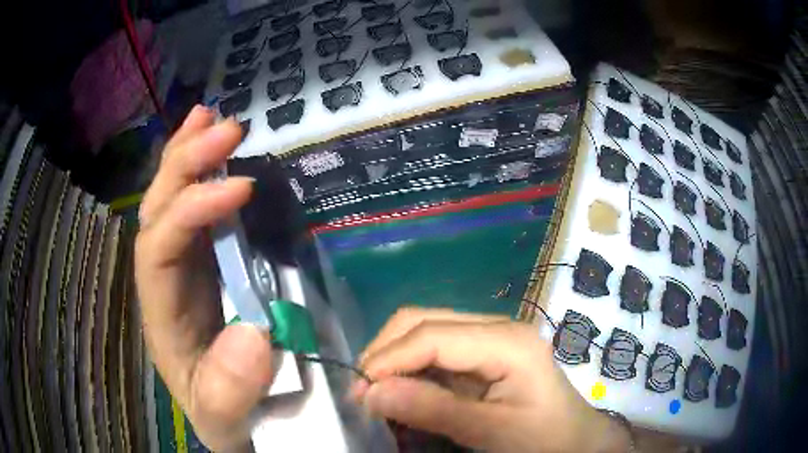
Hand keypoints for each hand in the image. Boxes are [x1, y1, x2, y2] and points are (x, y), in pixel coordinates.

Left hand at [135, 106, 272, 450]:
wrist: (231, 419)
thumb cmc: (225, 415)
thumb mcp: (226, 416)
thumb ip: (230, 390)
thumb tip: (253, 333)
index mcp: (163, 314)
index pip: (159, 248)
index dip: (192, 211)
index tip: (241, 186)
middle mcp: (166, 280)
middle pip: (158, 210)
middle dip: (184, 164)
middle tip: (225, 127)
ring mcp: (185, 267)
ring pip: (170, 200)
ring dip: (188, 155)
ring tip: (210, 117)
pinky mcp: (207, 263)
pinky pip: (197, 210)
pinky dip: (203, 174)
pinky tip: (214, 149)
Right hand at [352, 308, 630, 452]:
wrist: (576, 440)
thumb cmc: (544, 438)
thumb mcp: (492, 431)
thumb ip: (434, 410)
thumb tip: (372, 392)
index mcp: (507, 341)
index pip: (433, 336)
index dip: (389, 358)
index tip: (359, 390)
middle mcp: (497, 327)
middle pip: (425, 321)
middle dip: (386, 351)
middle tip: (363, 390)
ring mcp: (490, 337)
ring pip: (426, 330)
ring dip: (394, 357)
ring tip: (375, 391)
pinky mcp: (484, 353)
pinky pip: (436, 349)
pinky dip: (410, 366)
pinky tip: (400, 388)